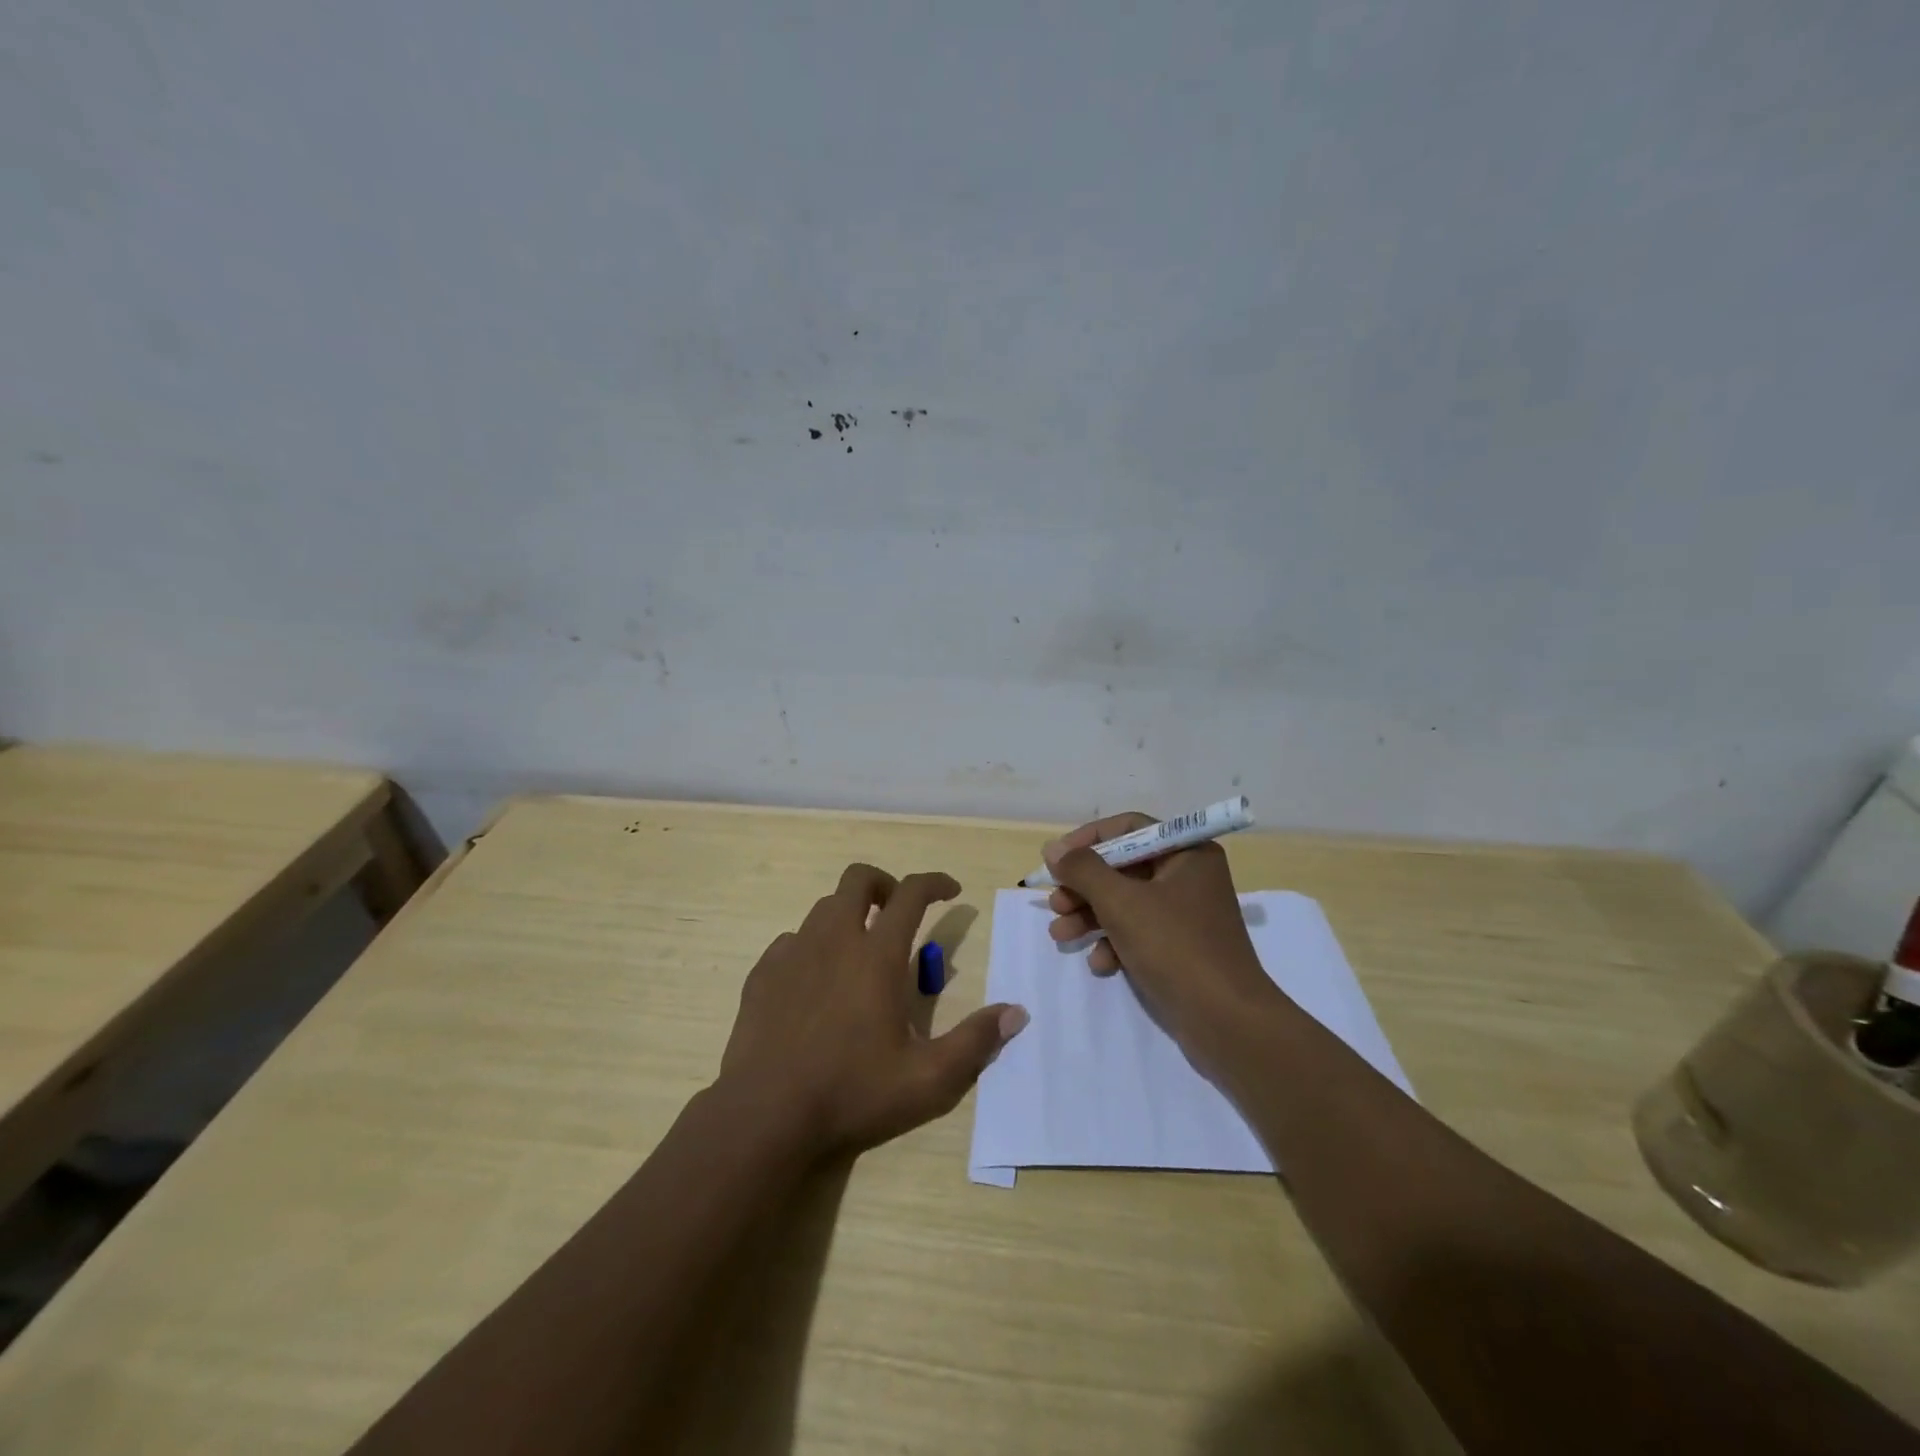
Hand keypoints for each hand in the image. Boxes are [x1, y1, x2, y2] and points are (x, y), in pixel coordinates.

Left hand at [719, 863, 1027, 1158]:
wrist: (765, 1116)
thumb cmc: (852, 1093)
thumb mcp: (928, 1080)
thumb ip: (976, 1042)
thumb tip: (1017, 1013)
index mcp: (877, 955)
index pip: (911, 893)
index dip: (935, 882)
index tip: (952, 890)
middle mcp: (834, 939)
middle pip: (859, 879)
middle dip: (885, 884)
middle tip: (898, 913)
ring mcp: (793, 953)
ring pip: (824, 907)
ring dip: (850, 914)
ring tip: (860, 951)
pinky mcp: (763, 973)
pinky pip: (792, 939)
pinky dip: (813, 945)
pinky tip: (816, 981)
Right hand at [1043, 814, 1283, 1062]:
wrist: (1226, 1021)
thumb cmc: (1175, 947)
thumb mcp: (1121, 902)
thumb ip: (1083, 870)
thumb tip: (1053, 849)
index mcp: (1187, 853)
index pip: (1129, 828)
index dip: (1088, 840)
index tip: (1056, 859)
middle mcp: (1188, 876)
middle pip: (1123, 868)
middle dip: (1084, 887)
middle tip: (1054, 904)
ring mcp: (1185, 914)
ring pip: (1126, 903)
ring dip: (1090, 917)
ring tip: (1060, 935)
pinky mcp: (1180, 948)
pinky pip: (1139, 933)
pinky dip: (1115, 943)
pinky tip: (1100, 964)